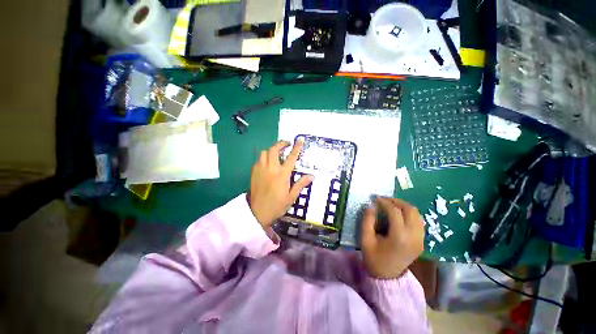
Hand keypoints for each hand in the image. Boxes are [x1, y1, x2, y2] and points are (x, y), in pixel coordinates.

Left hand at [249, 140, 312, 227]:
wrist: (257, 213)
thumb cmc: (276, 206)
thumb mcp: (291, 197)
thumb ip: (300, 184)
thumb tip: (311, 176)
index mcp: (282, 175)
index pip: (291, 158)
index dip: (296, 148)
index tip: (299, 140)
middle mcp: (271, 169)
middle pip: (274, 150)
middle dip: (281, 144)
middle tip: (287, 144)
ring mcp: (261, 170)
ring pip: (264, 152)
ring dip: (272, 150)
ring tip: (277, 153)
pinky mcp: (254, 173)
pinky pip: (259, 160)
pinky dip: (264, 157)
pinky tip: (268, 162)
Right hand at [361, 197, 424, 278]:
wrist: (388, 277)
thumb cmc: (374, 258)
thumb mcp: (366, 239)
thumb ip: (367, 220)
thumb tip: (371, 206)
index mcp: (399, 237)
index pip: (395, 212)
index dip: (385, 202)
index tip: (376, 199)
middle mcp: (413, 237)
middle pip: (410, 210)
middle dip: (397, 201)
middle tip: (385, 200)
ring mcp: (420, 240)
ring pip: (417, 214)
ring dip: (404, 207)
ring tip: (391, 206)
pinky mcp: (421, 242)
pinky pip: (419, 221)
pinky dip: (410, 214)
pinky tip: (399, 215)